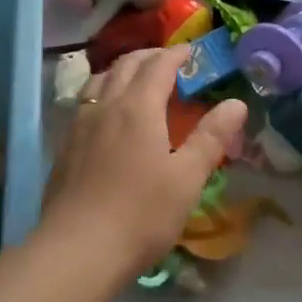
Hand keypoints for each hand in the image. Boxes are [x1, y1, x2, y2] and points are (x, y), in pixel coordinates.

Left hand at [39, 46, 247, 268]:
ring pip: (100, 80)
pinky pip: (86, 103)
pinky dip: (104, 93)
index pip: (159, 65)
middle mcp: (105, 106)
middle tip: (171, 63)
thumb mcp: (187, 178)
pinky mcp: (65, 147)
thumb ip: (211, 137)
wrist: (77, 250)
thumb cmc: (141, 214)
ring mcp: (79, 125)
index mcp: (138, 108)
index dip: (178, 54)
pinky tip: (110, 117)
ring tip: (138, 82)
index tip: (194, 51)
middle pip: (126, 65)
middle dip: (150, 57)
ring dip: (123, 71)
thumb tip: (236, 103)